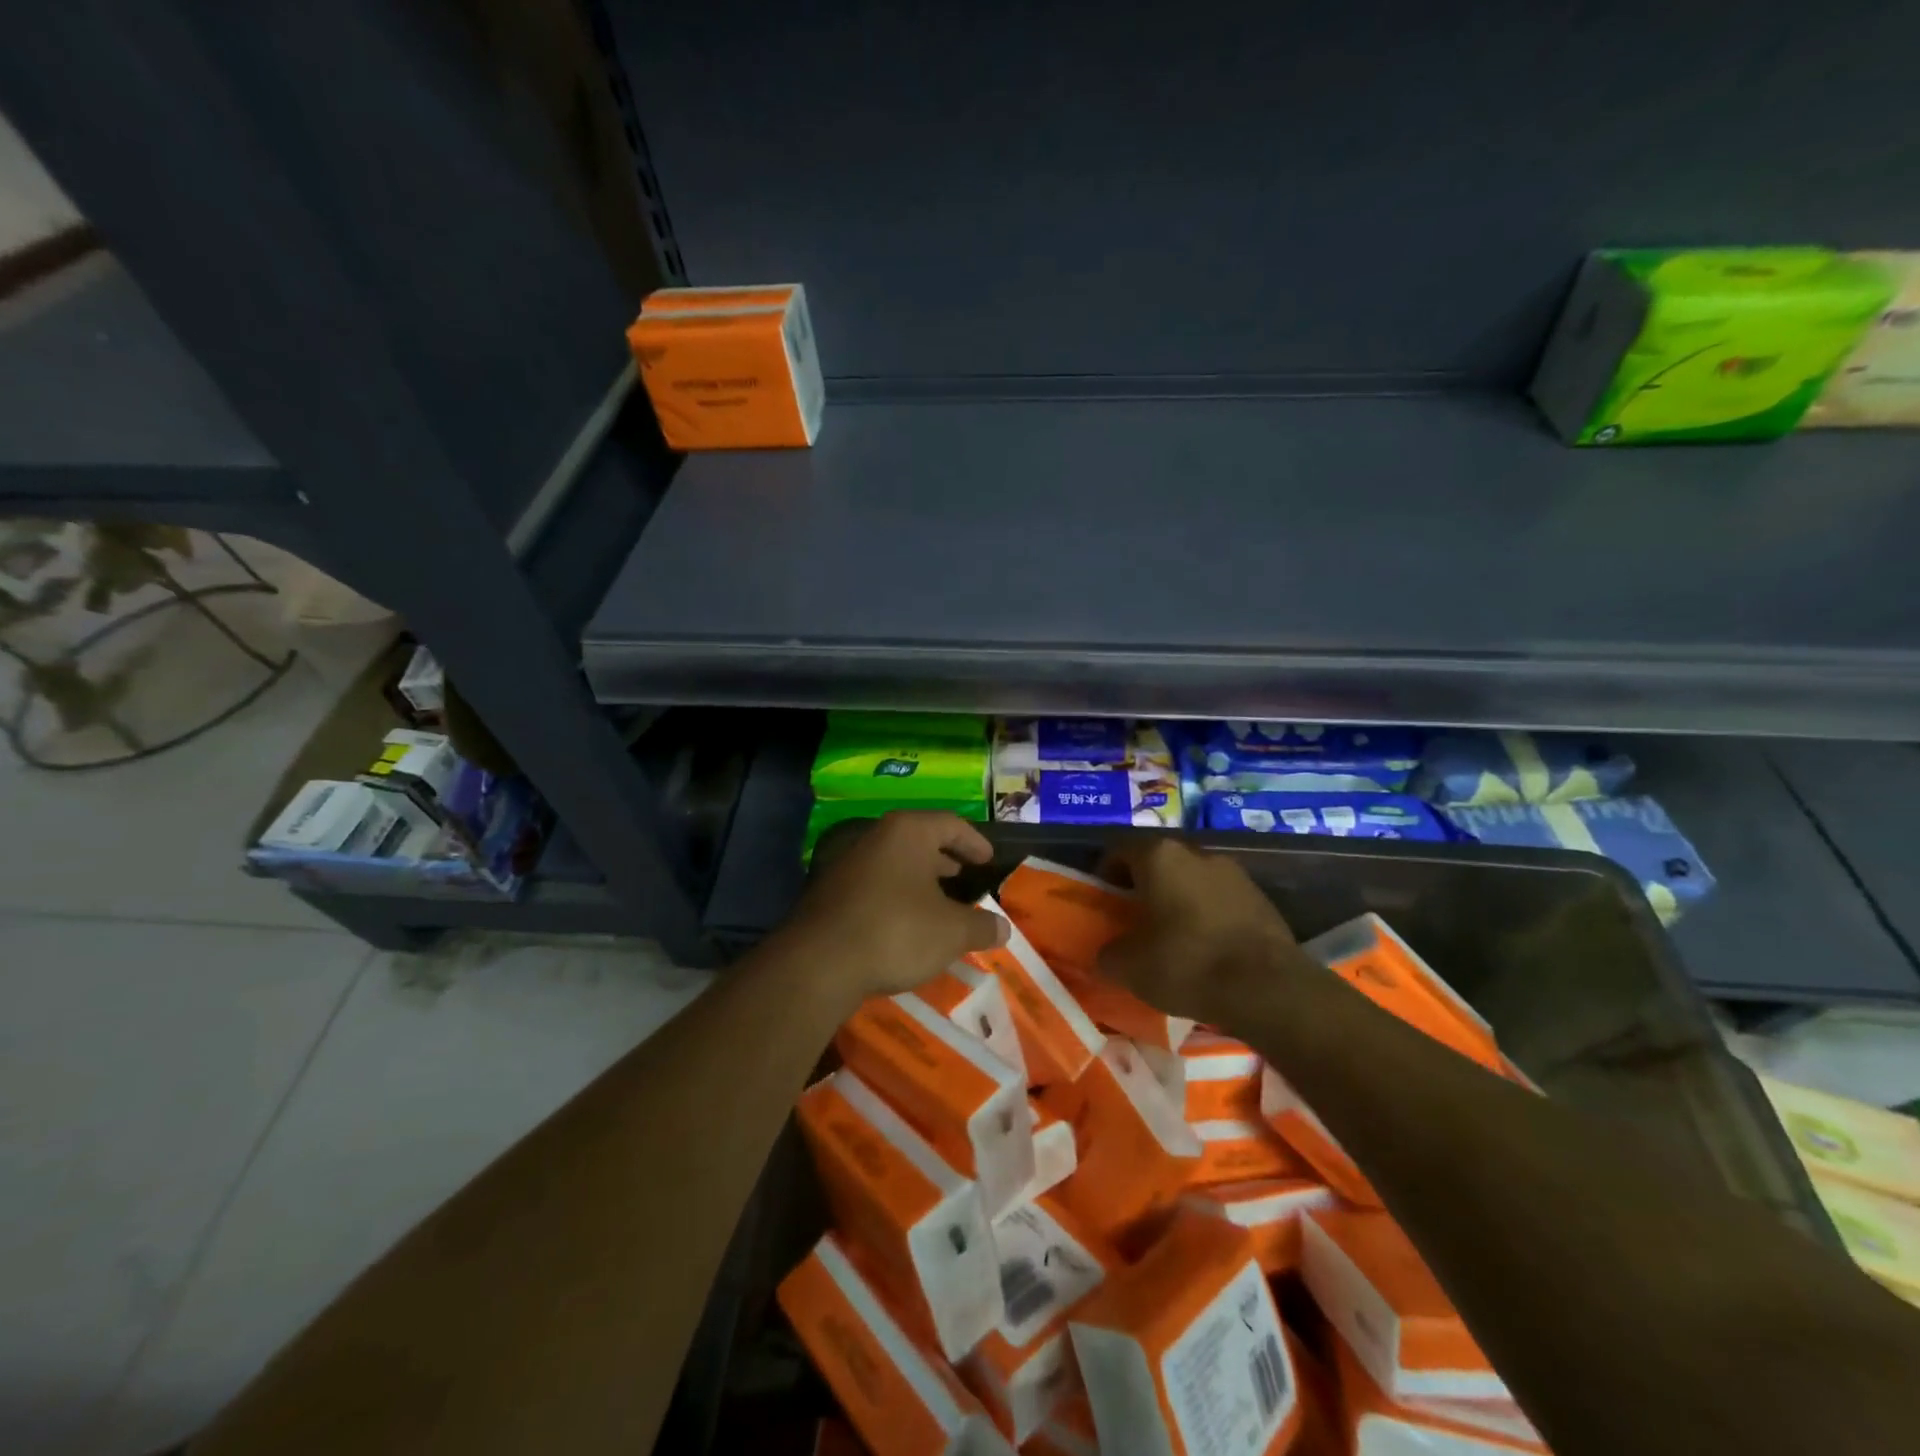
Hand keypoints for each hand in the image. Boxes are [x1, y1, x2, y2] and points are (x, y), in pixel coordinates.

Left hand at [771, 811, 1008, 1012]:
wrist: (819, 963)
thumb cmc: (896, 931)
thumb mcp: (952, 932)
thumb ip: (982, 926)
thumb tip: (1003, 929)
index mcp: (908, 832)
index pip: (950, 824)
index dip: (973, 841)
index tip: (987, 859)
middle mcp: (876, 837)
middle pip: (918, 840)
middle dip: (943, 858)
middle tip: (963, 874)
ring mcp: (848, 864)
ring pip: (894, 863)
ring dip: (918, 879)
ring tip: (938, 900)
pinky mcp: (830, 892)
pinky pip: (875, 885)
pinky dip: (896, 896)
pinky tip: (905, 923)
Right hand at [1096, 838, 1311, 1026]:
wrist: (1268, 988)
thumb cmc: (1187, 964)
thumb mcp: (1129, 967)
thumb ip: (1109, 953)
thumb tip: (1109, 952)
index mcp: (1159, 856)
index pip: (1120, 849)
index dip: (1106, 873)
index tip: (1104, 902)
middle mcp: (1197, 852)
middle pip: (1159, 860)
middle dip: (1144, 885)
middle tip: (1135, 919)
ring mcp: (1234, 872)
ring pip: (1192, 878)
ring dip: (1179, 899)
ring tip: (1173, 936)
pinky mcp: (1261, 897)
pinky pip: (1221, 898)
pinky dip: (1208, 914)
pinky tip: (1207, 947)